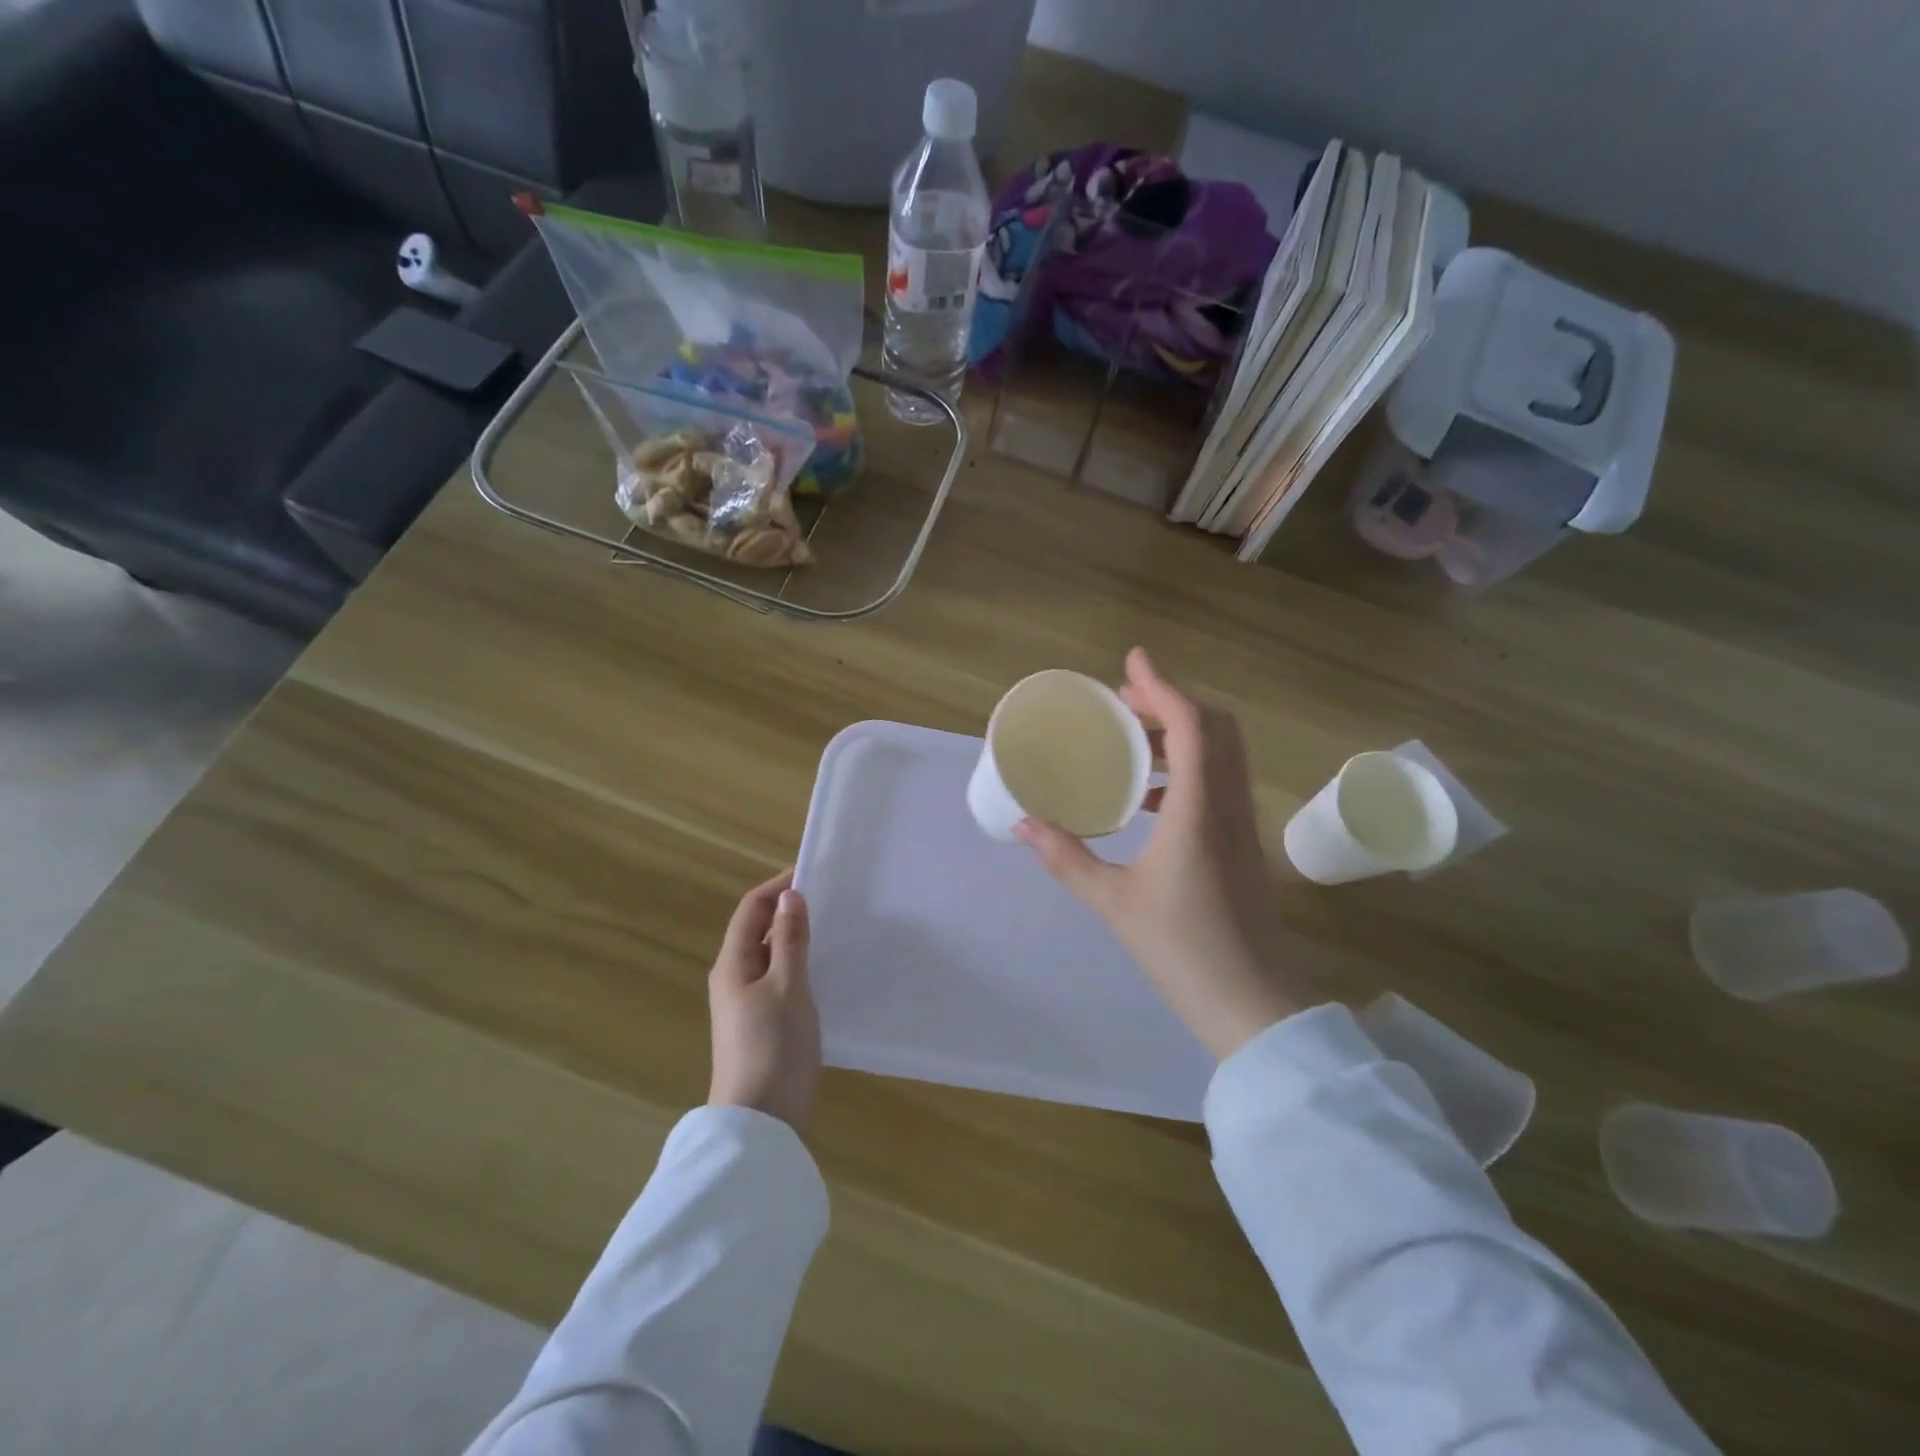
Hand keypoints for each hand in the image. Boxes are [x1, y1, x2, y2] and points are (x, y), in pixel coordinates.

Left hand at [708, 869, 820, 1131]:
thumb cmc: (774, 1047)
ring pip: (771, 956)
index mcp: (733, 963)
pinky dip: (799, 965)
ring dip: (796, 938)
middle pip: (758, 930)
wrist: (760, 1122)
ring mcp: (745, 1003)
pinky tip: (826, 972)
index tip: (814, 873)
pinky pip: (778, 980)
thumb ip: (790, 940)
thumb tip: (790, 897)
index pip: (752, 908)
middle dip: (790, 910)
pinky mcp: (760, 1024)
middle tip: (831, 900)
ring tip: (834, 929)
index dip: (778, 886)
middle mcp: (734, 978)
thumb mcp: (789, 987)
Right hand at [1017, 649, 1314, 1058]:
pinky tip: (1151, 796)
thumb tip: (1024, 824)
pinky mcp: (1244, 844)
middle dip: (1171, 702)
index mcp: (1199, 809)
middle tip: (1124, 702)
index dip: (1162, 685)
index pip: (1191, 725)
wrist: (1254, 1004)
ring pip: (1223, 754)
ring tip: (1133, 741)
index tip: (1132, 660)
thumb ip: (1067, 858)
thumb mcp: (1114, 902)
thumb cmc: (1182, 949)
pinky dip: (1189, 768)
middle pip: (1215, 727)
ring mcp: (1243, 825)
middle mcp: (1229, 805)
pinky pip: (1221, 782)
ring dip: (1182, 733)